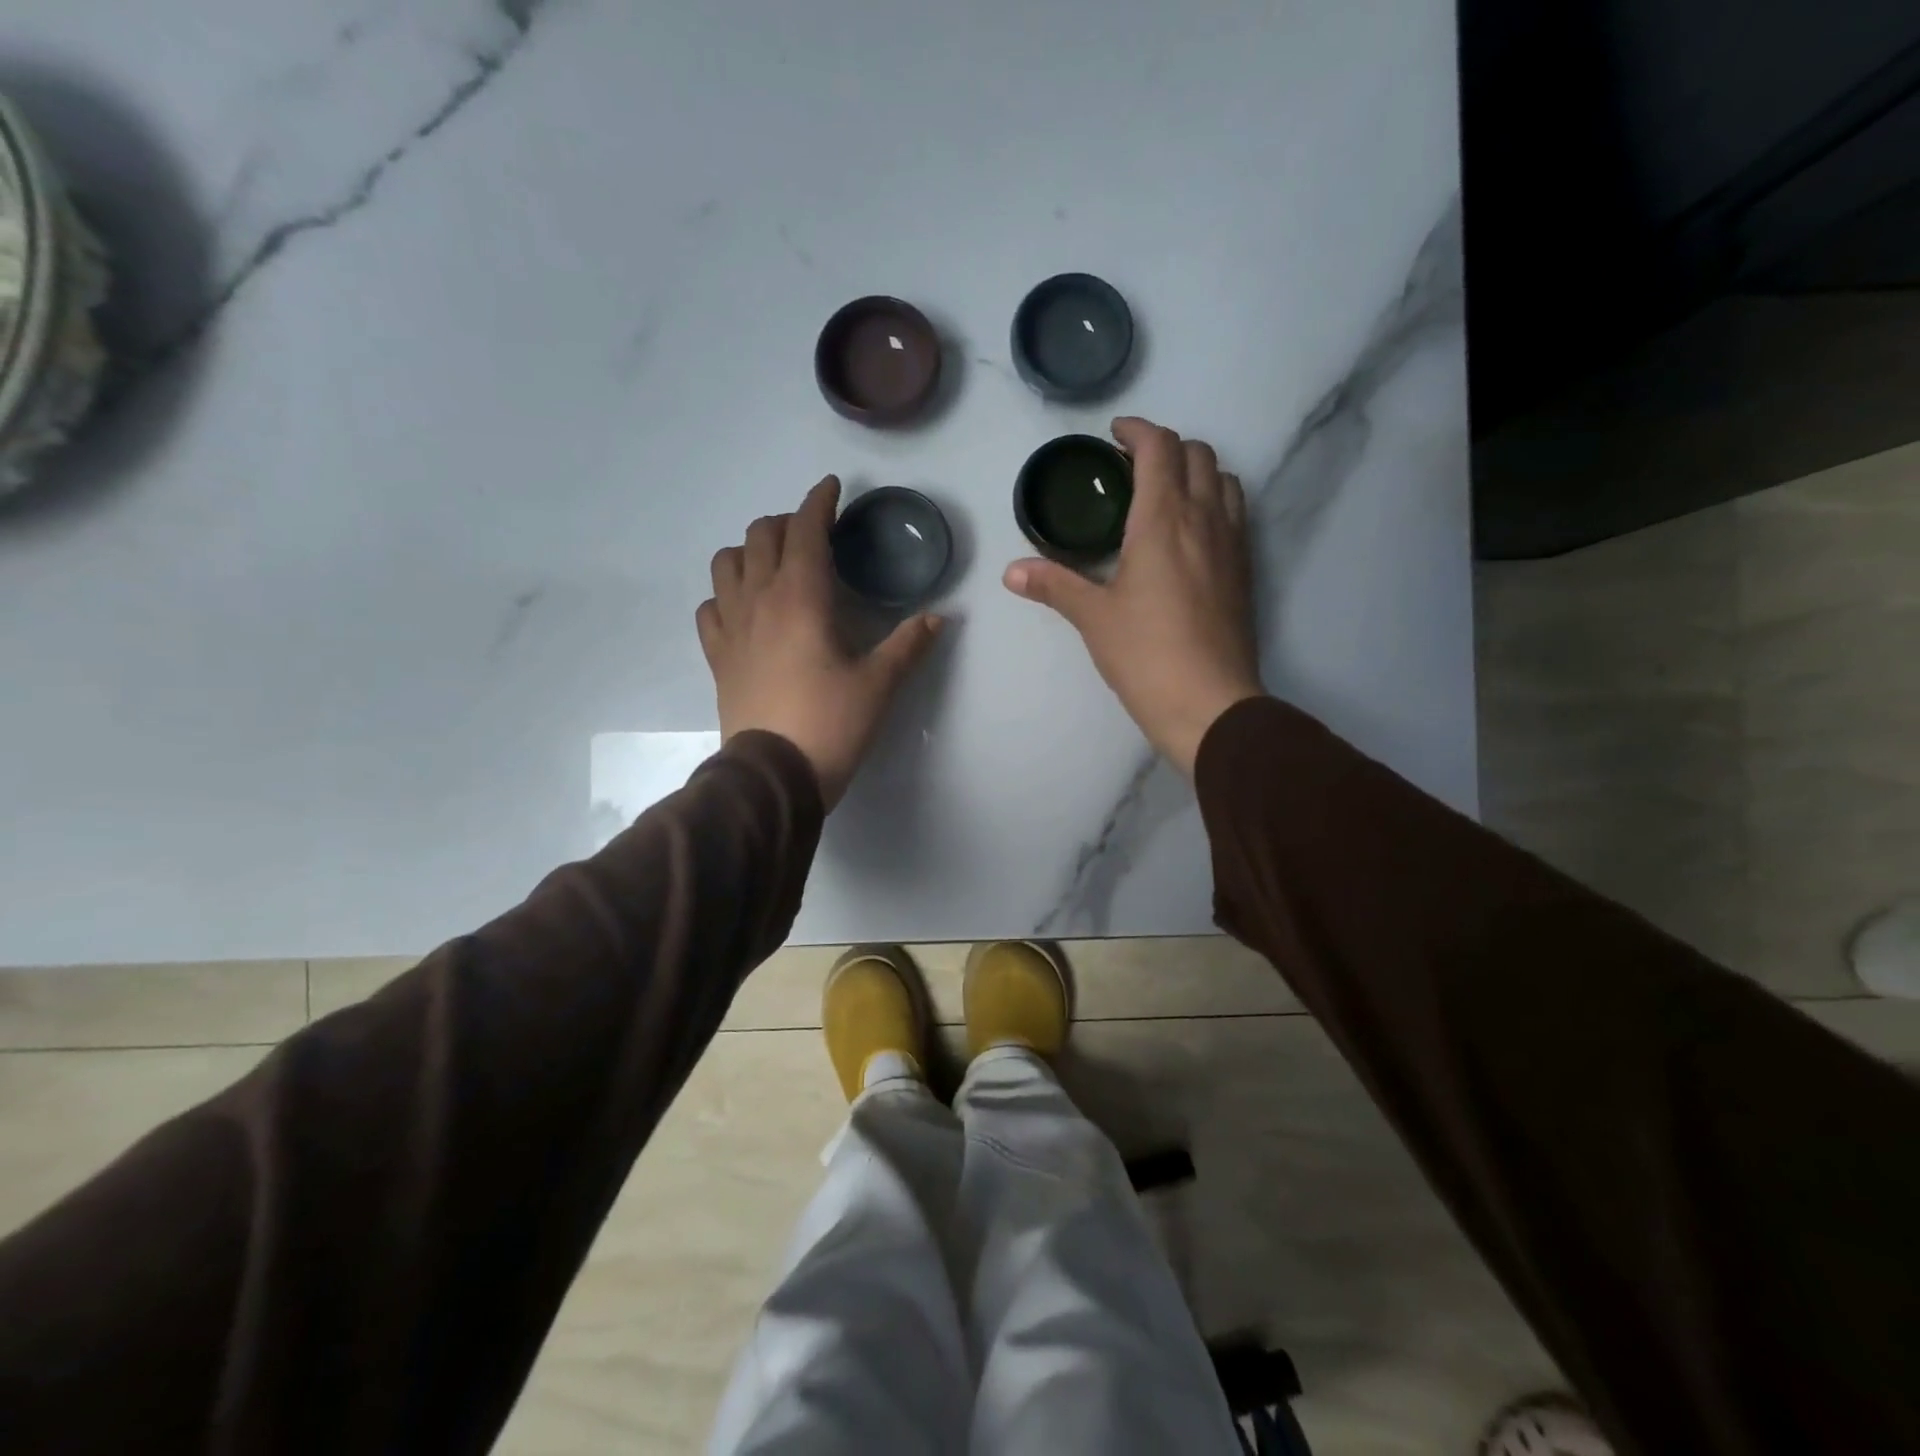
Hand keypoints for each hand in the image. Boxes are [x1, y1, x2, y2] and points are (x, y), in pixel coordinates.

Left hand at [698, 476, 940, 808]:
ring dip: (750, 551)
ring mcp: (731, 627)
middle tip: (813, 535)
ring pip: (726, 563)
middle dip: (787, 523)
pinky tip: (744, 608)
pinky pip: (710, 607)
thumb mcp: (879, 684)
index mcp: (801, 597)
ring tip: (774, 564)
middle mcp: (759, 600)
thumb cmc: (831, 723)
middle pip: (761, 536)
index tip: (831, 488)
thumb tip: (939, 617)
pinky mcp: (717, 656)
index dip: (819, 502)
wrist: (773, 775)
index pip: (805, 530)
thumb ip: (909, 644)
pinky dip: (725, 595)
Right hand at [1003, 417, 1262, 775]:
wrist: (1211, 704)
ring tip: (1165, 494)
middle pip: (1198, 453)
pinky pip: (1236, 514)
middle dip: (1166, 446)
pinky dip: (1214, 501)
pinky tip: (1190, 534)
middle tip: (1132, 467)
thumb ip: (1054, 585)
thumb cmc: (1146, 655)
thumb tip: (1011, 572)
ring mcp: (1232, 544)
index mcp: (1164, 520)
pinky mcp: (1245, 571)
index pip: (1160, 448)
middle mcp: (1205, 519)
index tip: (1114, 435)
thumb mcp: (1094, 618)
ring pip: (1225, 480)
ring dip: (1196, 471)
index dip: (1137, 430)